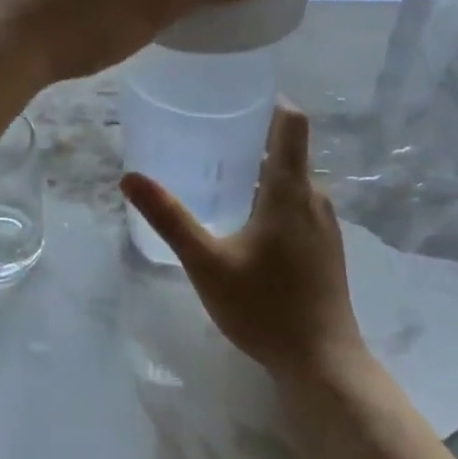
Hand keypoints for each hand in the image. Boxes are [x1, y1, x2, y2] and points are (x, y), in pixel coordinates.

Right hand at [122, 104, 369, 384]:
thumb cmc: (264, 307)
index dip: (270, 101)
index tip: (236, 95)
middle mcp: (315, 198)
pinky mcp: (327, 248)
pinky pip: (300, 205)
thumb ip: (169, 217)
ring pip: (294, 180)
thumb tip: (130, 177)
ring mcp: (326, 224)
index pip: (291, 123)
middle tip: (209, 138)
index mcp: (291, 190)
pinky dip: (275, 198)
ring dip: (263, 172)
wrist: (322, 362)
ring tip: (221, 177)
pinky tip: (247, 223)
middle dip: (253, 139)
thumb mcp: (207, 262)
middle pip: (289, 150)